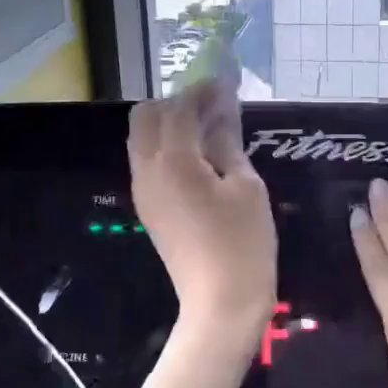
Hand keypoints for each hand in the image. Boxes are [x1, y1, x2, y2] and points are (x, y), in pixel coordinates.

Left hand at [129, 86, 275, 338]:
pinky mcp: (148, 208)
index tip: (225, 83)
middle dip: (175, 103)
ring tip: (208, 131)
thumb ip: (228, 143)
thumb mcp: (246, 187)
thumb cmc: (243, 243)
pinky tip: (199, 158)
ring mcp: (143, 191)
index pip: (179, 107)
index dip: (202, 91)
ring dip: (168, 125)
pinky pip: (147, 163)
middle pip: (145, 116)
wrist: (221, 303)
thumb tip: (222, 111)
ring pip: (142, 139)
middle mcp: (147, 170)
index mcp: (173, 160)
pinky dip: (167, 148)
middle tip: (211, 108)